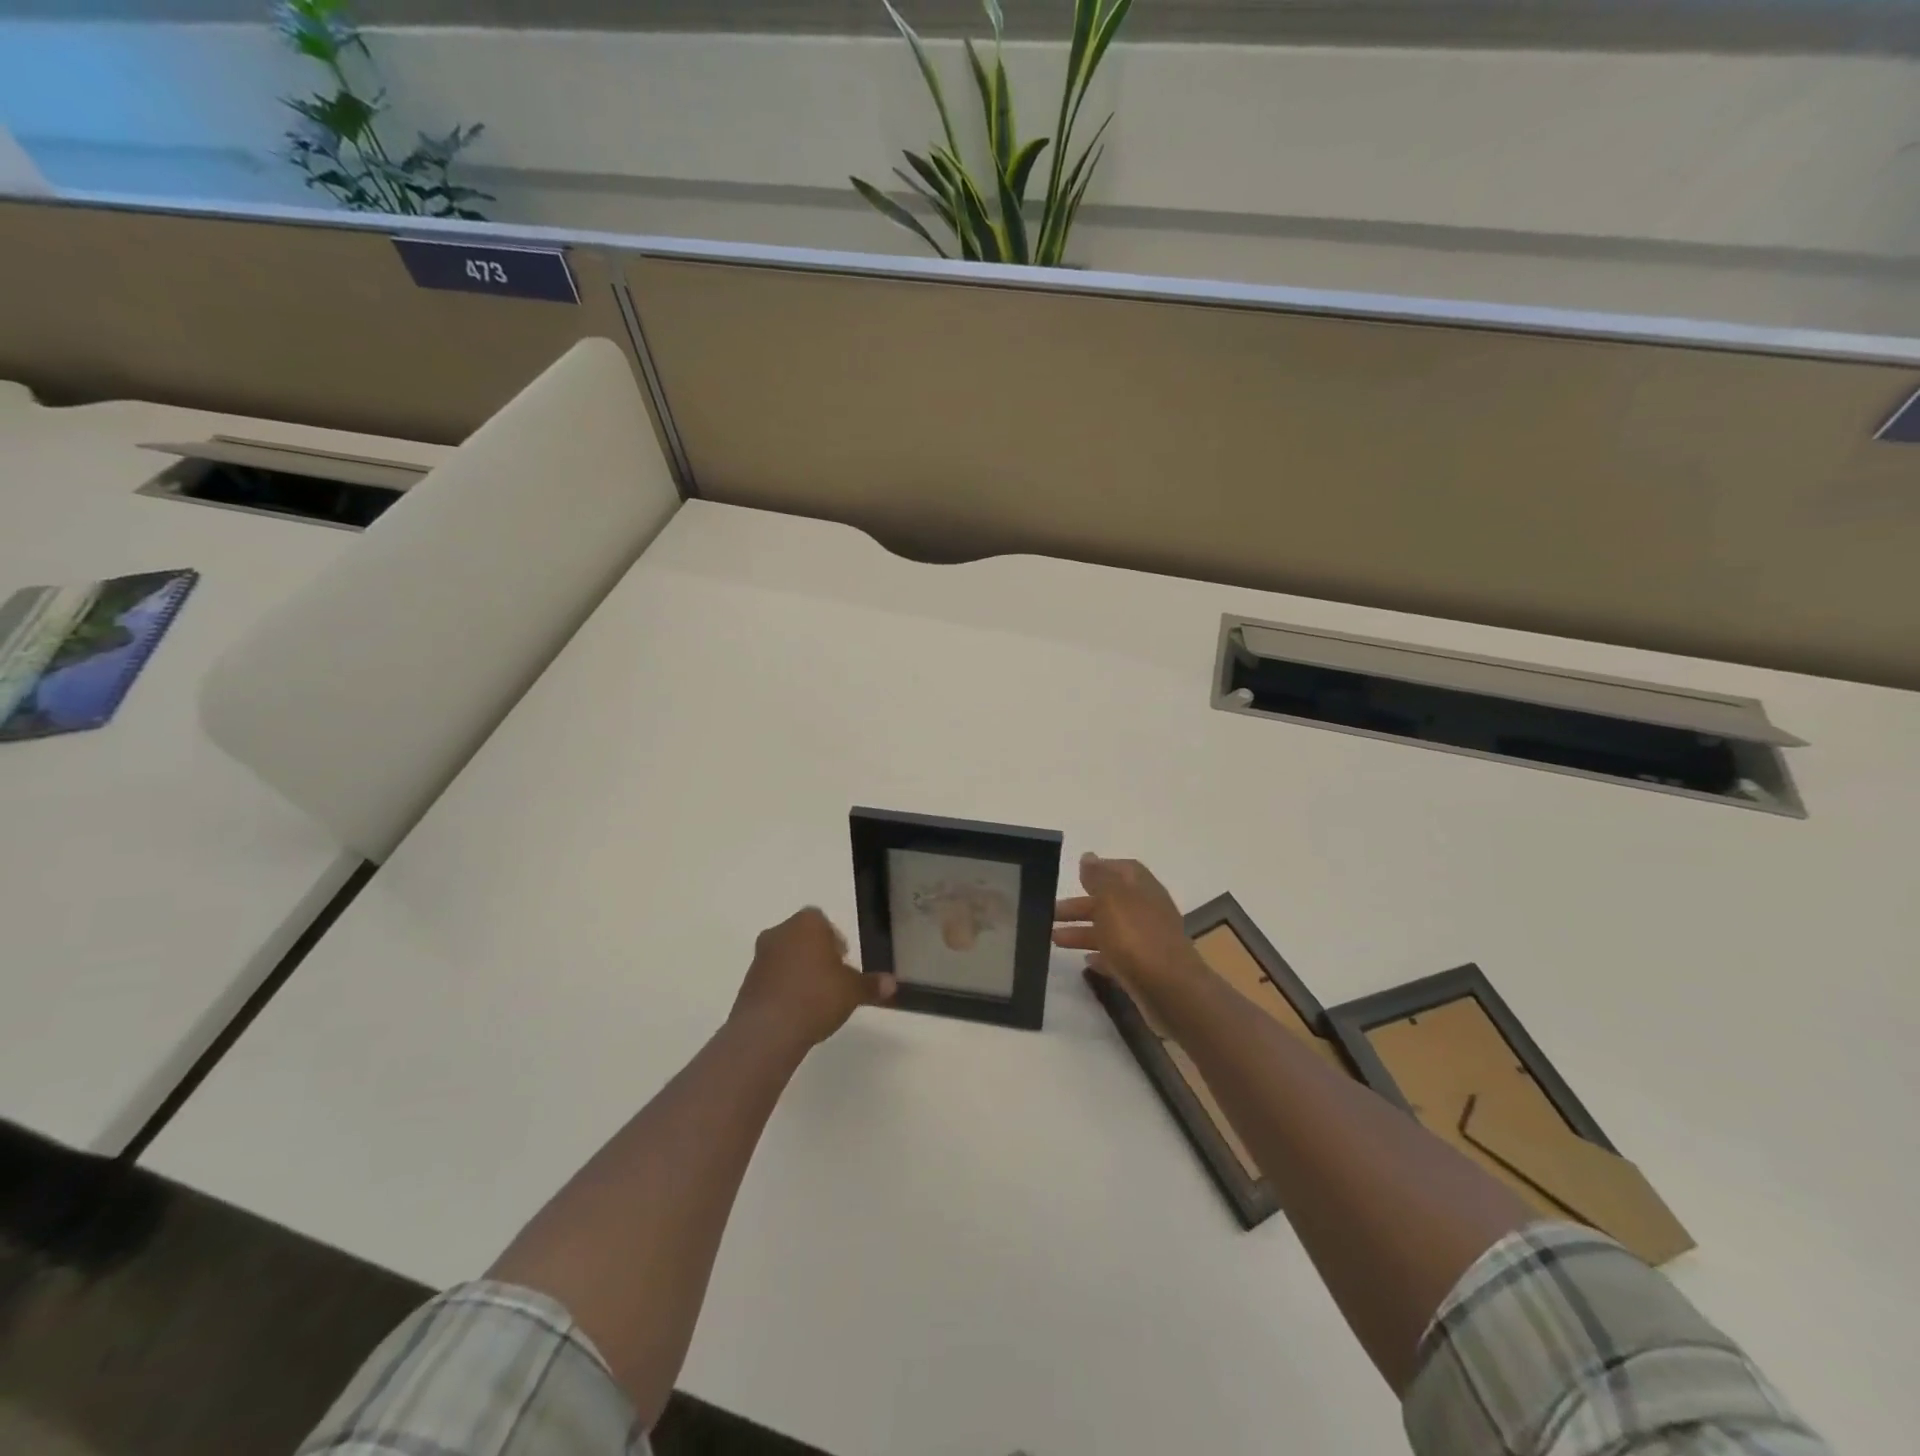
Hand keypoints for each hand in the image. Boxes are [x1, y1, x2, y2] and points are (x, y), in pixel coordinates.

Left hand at [732, 908, 894, 1049]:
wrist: (769, 1030)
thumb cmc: (817, 996)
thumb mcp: (853, 991)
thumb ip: (871, 984)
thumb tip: (892, 983)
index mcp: (806, 924)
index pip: (821, 920)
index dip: (834, 939)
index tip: (843, 960)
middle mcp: (779, 932)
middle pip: (801, 937)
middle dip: (816, 953)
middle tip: (832, 978)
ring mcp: (759, 957)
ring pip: (784, 957)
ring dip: (798, 971)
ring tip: (815, 998)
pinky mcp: (747, 983)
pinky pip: (771, 978)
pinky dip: (783, 988)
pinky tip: (796, 1011)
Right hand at [1053, 853, 1206, 1005]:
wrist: (1170, 990)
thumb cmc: (1136, 936)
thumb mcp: (1112, 898)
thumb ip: (1098, 876)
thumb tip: (1088, 857)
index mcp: (1142, 888)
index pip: (1122, 869)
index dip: (1099, 870)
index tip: (1074, 876)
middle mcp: (1147, 911)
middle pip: (1110, 902)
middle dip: (1080, 906)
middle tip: (1050, 913)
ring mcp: (1147, 941)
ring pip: (1111, 930)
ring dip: (1083, 932)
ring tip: (1053, 939)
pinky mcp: (1144, 969)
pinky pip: (1118, 957)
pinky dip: (1101, 955)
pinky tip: (1085, 961)